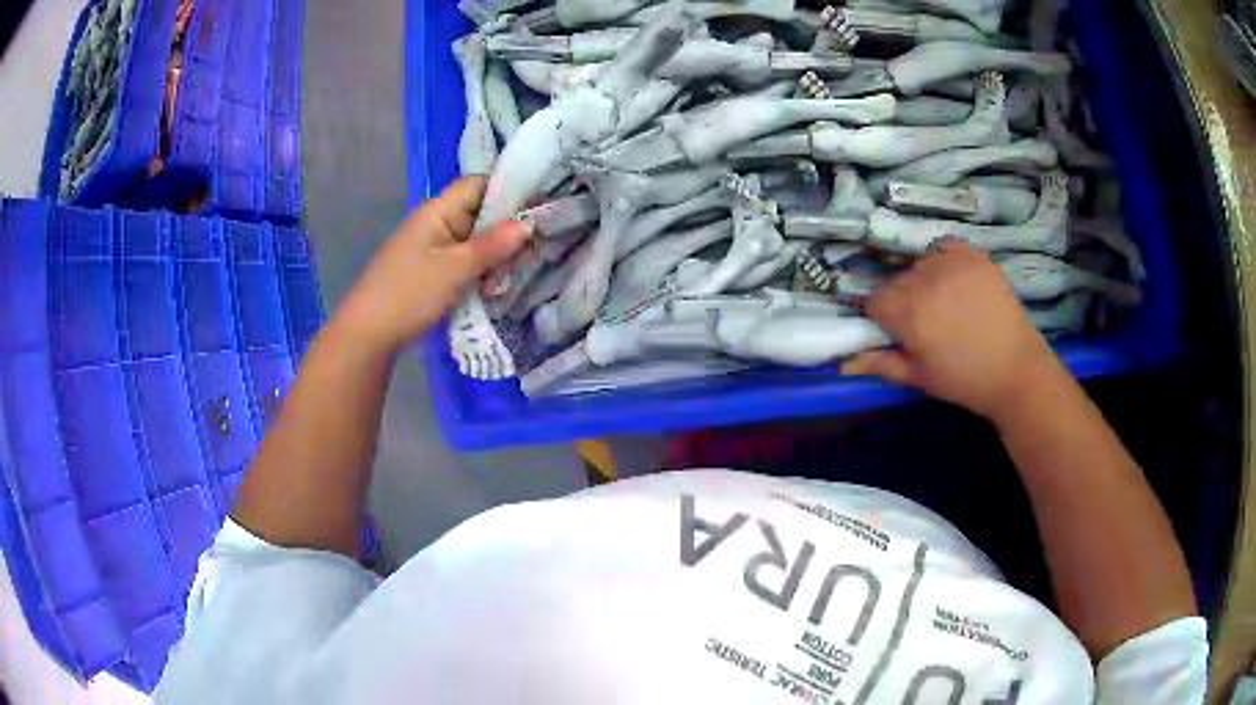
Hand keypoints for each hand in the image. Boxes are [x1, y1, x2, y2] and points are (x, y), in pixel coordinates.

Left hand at [331, 177, 529, 354]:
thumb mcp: (454, 270)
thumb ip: (491, 246)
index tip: (540, 206)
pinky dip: (479, 272)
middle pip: (479, 214)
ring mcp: (431, 249)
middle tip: (534, 249)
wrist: (366, 335)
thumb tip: (527, 225)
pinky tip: (494, 288)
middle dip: (506, 231)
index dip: (509, 190)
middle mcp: (435, 223)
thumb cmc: (408, 295)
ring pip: (474, 241)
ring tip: (514, 275)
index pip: (478, 185)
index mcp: (437, 211)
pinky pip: (462, 262)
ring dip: (494, 257)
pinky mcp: (430, 272)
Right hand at [842, 239, 1059, 420]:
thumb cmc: (964, 380)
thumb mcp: (919, 378)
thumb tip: (842, 364)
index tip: (897, 330)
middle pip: (895, 280)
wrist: (1015, 369)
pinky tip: (953, 279)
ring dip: (922, 279)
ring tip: (944, 302)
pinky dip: (942, 259)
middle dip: (902, 298)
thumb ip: (881, 363)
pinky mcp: (973, 256)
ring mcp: (951, 264)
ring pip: (918, 264)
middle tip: (924, 320)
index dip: (882, 316)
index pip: (874, 299)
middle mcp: (925, 281)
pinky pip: (943, 247)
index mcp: (909, 314)